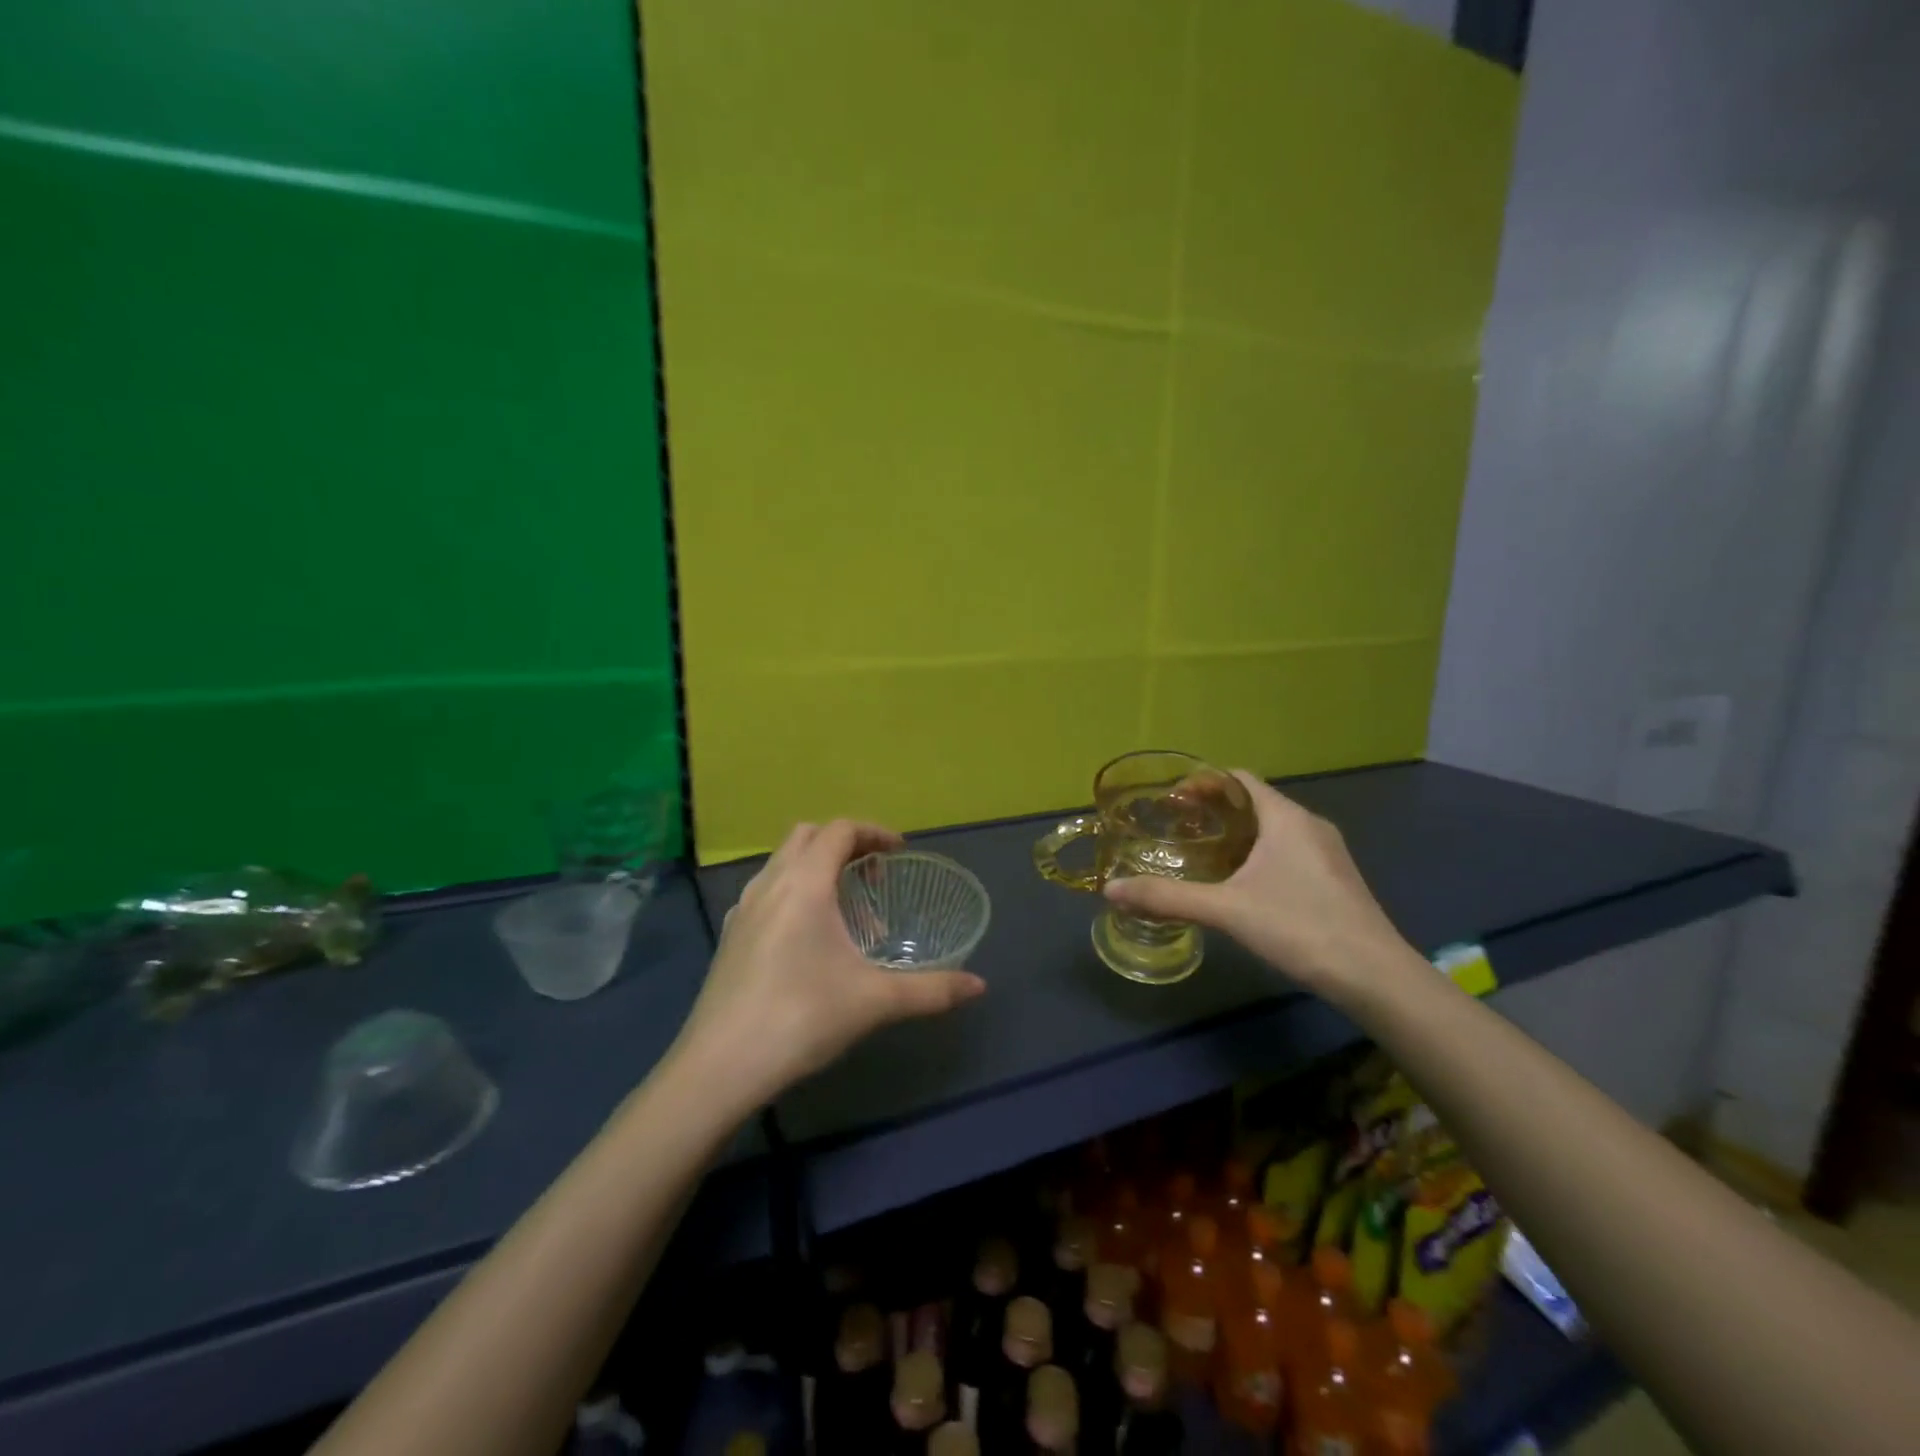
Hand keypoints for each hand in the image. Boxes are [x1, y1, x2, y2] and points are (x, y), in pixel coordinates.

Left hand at [673, 820, 985, 1107]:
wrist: (719, 1067)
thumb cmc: (801, 1018)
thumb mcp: (874, 1002)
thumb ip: (931, 990)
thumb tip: (979, 986)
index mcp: (804, 883)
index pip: (840, 830)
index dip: (874, 832)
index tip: (901, 852)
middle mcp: (770, 883)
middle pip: (808, 835)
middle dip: (845, 844)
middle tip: (874, 877)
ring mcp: (743, 908)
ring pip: (783, 862)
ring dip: (818, 867)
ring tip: (846, 912)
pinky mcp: (731, 935)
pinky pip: (767, 890)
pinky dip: (795, 891)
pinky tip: (809, 938)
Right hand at [1102, 772, 1414, 998]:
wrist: (1376, 977)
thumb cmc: (1300, 928)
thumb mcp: (1226, 910)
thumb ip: (1167, 897)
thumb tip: (1110, 890)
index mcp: (1285, 817)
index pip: (1239, 779)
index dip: (1203, 782)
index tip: (1171, 800)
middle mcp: (1309, 825)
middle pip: (1254, 801)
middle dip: (1214, 809)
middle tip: (1177, 828)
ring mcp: (1327, 853)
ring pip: (1272, 828)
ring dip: (1235, 833)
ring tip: (1201, 854)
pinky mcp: (1335, 879)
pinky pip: (1287, 850)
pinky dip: (1256, 854)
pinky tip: (1239, 884)